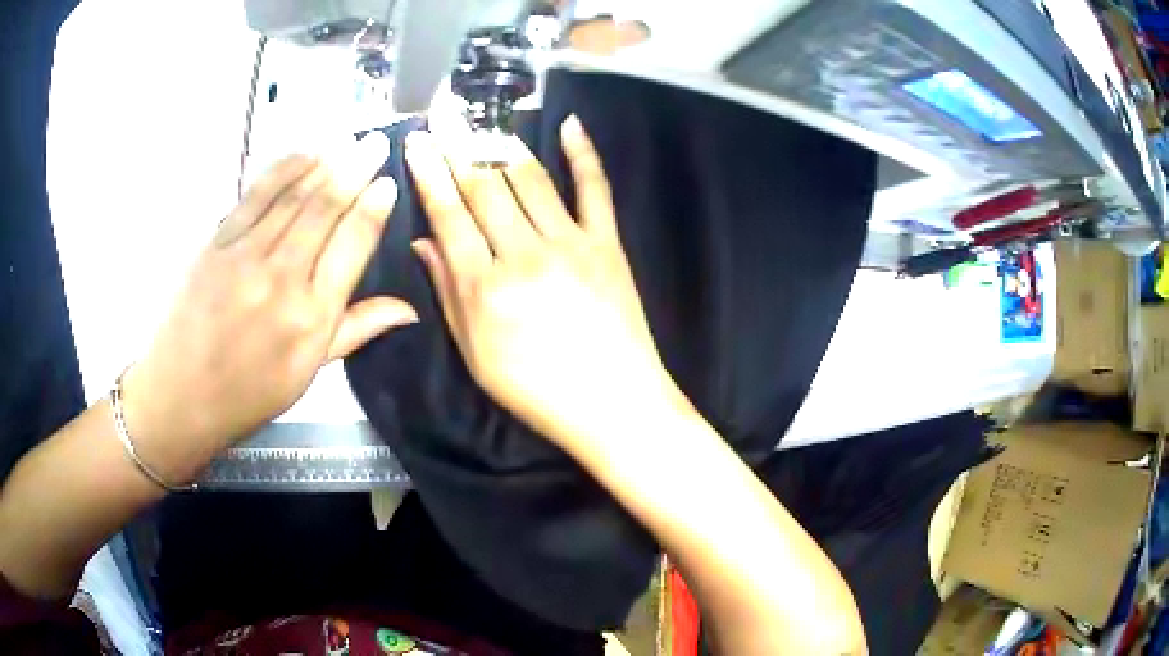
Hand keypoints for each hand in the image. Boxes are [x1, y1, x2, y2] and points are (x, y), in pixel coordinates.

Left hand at [123, 133, 415, 481]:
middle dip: (355, 169)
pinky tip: (303, 153)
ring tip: (346, 140)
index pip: (352, 245)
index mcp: (312, 317)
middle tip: (375, 141)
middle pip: (325, 209)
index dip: (374, 207)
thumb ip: (357, 330)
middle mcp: (283, 280)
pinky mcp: (216, 244)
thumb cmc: (249, 393)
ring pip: (293, 197)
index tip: (388, 181)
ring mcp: (245, 257)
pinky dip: (282, 170)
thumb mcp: (308, 373)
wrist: (181, 395)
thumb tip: (410, 309)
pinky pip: (254, 196)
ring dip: (324, 163)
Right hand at [405, 116, 685, 453]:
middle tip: (445, 113)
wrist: (613, 403)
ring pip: (530, 180)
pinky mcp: (607, 244)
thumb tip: (423, 242)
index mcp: (484, 288)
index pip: (448, 215)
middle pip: (484, 187)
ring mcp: (570, 244)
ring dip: (504, 144)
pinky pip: (595, 189)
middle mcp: (523, 255)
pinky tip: (570, 123)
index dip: (429, 173)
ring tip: (485, 121)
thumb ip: (448, 294)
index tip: (417, 141)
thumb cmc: (536, 391)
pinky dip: (584, 154)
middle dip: (459, 144)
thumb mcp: (476, 355)